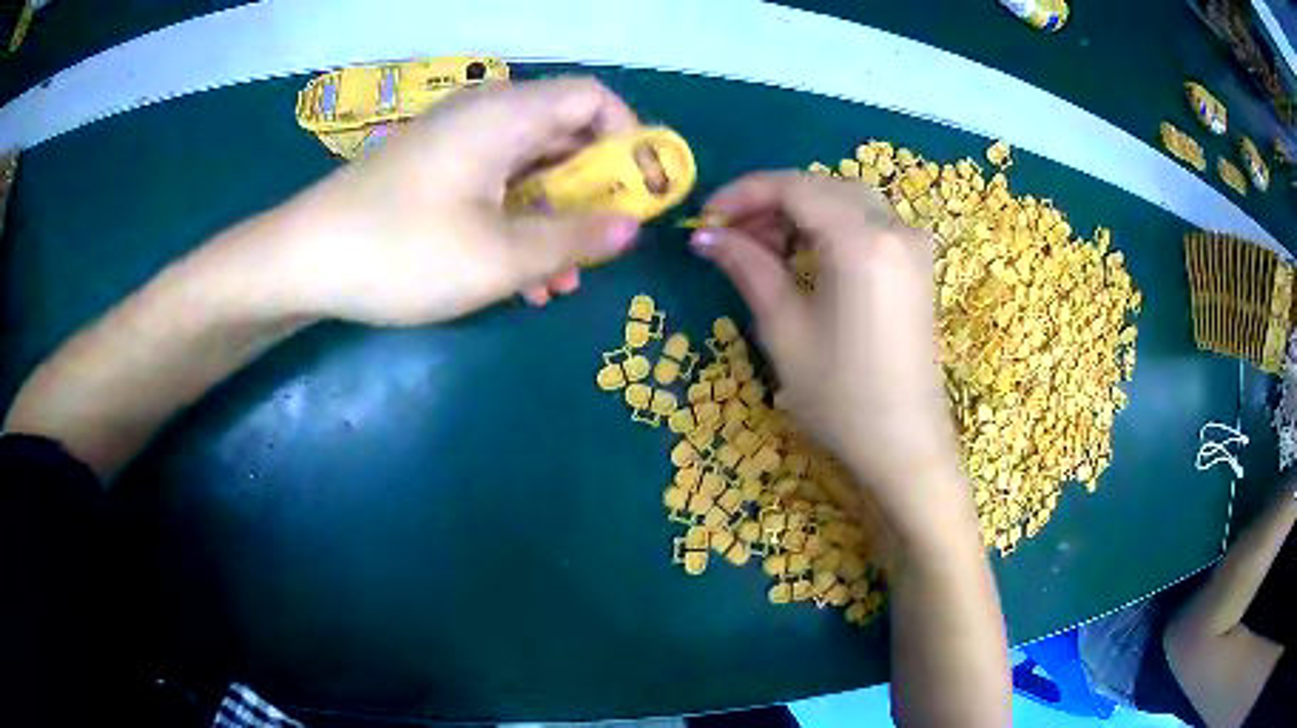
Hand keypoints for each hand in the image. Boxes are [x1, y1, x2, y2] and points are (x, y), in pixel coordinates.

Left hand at [260, 77, 642, 325]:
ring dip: (554, 220)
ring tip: (561, 282)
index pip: (593, 98)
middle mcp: (485, 117)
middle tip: (601, 247)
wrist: (303, 261)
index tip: (637, 193)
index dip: (628, 138)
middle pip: (565, 135)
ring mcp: (456, 145)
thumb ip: (574, 238)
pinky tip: (517, 279)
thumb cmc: (402, 251)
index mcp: (507, 115)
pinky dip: (515, 223)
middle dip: (592, 193)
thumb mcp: (498, 256)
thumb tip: (633, 226)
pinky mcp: (433, 173)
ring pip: (529, 169)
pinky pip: (494, 187)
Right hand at [690, 172, 964, 528]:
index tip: (705, 216)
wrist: (905, 445)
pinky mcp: (917, 264)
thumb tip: (705, 235)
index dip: (743, 193)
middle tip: (730, 236)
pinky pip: (867, 224)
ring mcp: (912, 244)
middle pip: (821, 187)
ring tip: (761, 249)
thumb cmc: (841, 396)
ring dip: (799, 214)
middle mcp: (895, 226)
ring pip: (844, 201)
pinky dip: (829, 228)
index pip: (793, 187)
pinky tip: (804, 256)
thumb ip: (747, 266)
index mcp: (862, 239)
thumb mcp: (784, 329)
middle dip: (770, 203)